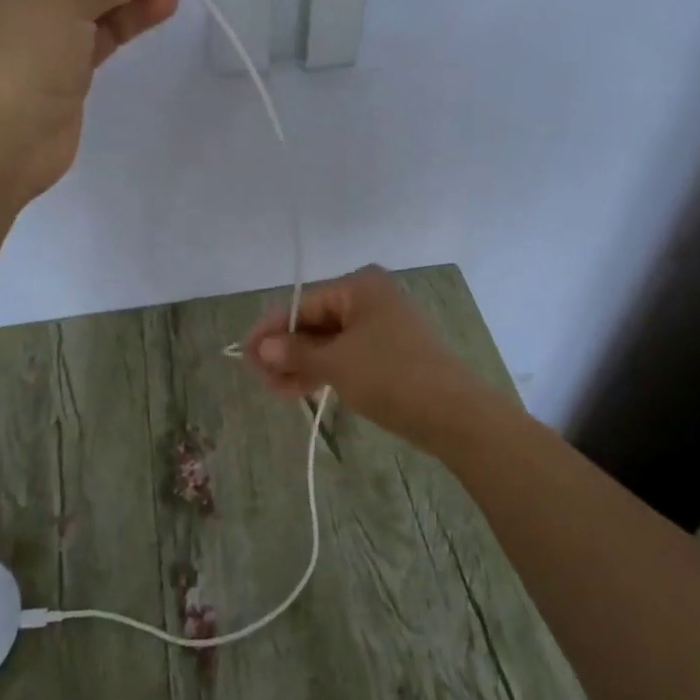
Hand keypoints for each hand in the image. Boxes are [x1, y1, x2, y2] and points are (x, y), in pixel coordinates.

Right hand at [242, 266, 515, 452]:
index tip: (243, 356)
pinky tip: (301, 388)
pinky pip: (346, 353)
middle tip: (261, 380)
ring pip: (329, 339)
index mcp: (359, 285)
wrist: (455, 414)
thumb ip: (295, 353)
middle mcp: (370, 296)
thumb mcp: (336, 364)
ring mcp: (382, 324)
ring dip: (302, 363)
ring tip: (277, 391)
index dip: (270, 329)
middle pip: (315, 320)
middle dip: (285, 350)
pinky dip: (324, 368)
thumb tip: (260, 347)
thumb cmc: (392, 377)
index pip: (302, 303)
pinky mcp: (390, 350)